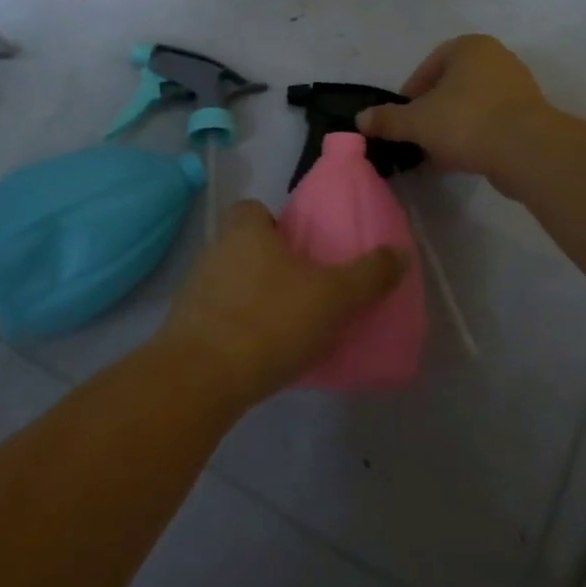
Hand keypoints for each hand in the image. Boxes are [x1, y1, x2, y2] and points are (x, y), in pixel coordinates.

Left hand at [156, 201, 404, 408]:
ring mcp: (195, 289)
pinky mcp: (186, 327)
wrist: (201, 377)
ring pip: (231, 282)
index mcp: (244, 231)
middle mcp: (215, 251)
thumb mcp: (331, 297)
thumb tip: (399, 252)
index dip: (276, 224)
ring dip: (253, 298)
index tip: (301, 249)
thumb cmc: (269, 320)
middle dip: (270, 264)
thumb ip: (367, 275)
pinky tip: (260, 354)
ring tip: (286, 327)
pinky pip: (218, 317)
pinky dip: (237, 329)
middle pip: (244, 246)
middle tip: (303, 291)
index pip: (253, 209)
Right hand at [356, 34, 549, 177]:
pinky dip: (474, 137)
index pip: (429, 66)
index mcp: (470, 47)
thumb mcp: (416, 121)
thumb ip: (387, 119)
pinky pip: (491, 123)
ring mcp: (518, 87)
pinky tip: (460, 160)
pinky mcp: (531, 116)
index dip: (410, 93)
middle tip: (417, 136)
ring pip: (471, 106)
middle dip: (431, 112)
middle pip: (451, 86)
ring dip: (451, 127)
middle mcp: (497, 59)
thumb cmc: (466, 121)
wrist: (527, 151)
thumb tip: (360, 119)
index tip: (402, 118)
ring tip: (436, 153)